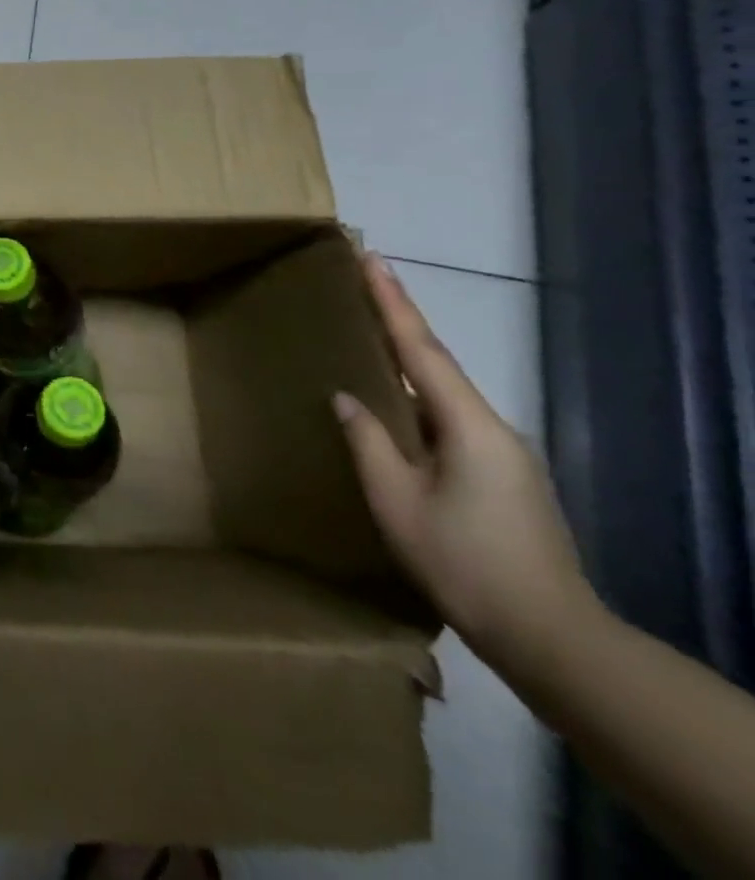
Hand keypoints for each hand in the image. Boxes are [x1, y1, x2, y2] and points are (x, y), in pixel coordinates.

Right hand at [334, 253, 598, 672]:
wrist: (550, 637)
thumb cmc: (464, 561)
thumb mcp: (396, 499)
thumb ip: (369, 441)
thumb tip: (347, 397)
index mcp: (469, 426)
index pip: (422, 349)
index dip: (393, 302)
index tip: (373, 259)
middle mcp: (492, 429)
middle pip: (436, 364)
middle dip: (399, 322)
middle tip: (363, 284)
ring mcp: (501, 455)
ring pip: (442, 395)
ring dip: (405, 361)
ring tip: (364, 338)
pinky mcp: (500, 477)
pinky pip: (448, 421)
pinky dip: (416, 398)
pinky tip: (391, 406)